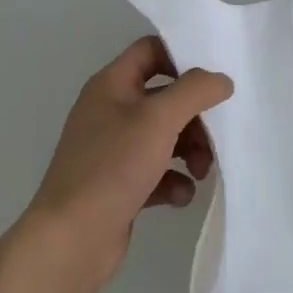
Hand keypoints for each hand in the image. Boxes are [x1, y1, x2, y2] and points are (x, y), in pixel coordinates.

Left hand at [22, 36, 231, 292]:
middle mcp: (110, 112)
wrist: (70, 241)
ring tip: (200, 172)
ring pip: (165, 137)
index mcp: (111, 85)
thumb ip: (196, 91)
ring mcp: (113, 151)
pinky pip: (157, 172)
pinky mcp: (119, 186)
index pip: (151, 51)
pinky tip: (180, 196)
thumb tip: (222, 80)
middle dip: (195, 116)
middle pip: (165, 97)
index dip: (182, 57)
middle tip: (215, 136)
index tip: (211, 79)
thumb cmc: (113, 167)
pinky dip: (173, 181)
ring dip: (190, 150)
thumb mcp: (159, 119)